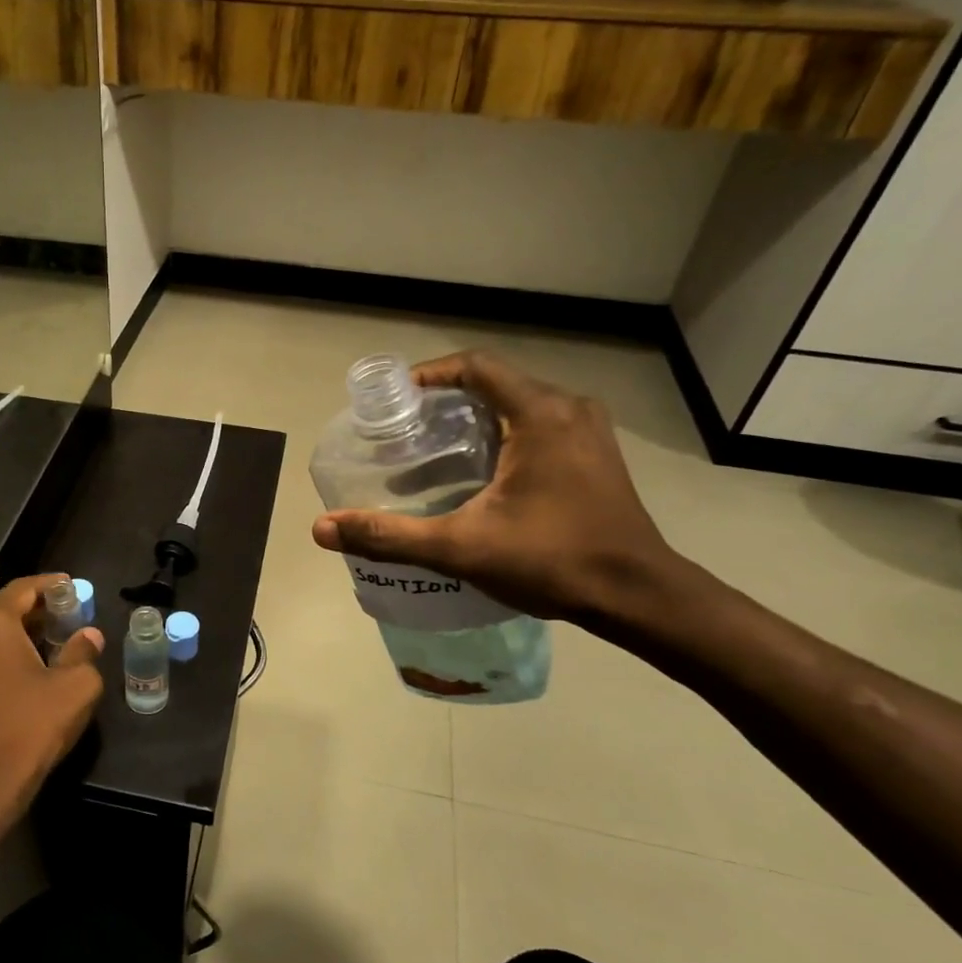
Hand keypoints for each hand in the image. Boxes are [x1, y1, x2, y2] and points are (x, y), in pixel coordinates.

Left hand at [0, 575, 103, 847]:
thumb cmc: (31, 726)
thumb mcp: (76, 686)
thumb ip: (84, 652)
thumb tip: (89, 636)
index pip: (23, 589)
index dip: (51, 585)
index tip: (73, 586)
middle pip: (4, 610)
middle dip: (36, 612)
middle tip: (67, 617)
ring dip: (19, 635)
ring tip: (52, 644)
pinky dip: (3, 656)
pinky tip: (28, 670)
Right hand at [311, 351, 678, 620]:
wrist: (638, 596)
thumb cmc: (553, 561)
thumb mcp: (461, 547)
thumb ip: (390, 535)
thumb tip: (323, 528)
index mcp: (540, 414)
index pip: (475, 367)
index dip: (430, 375)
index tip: (395, 400)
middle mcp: (568, 409)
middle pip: (495, 384)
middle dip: (446, 401)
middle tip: (406, 432)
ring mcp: (588, 431)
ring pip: (518, 405)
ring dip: (475, 419)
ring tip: (434, 452)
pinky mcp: (596, 455)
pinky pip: (539, 426)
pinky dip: (503, 436)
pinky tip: (479, 474)